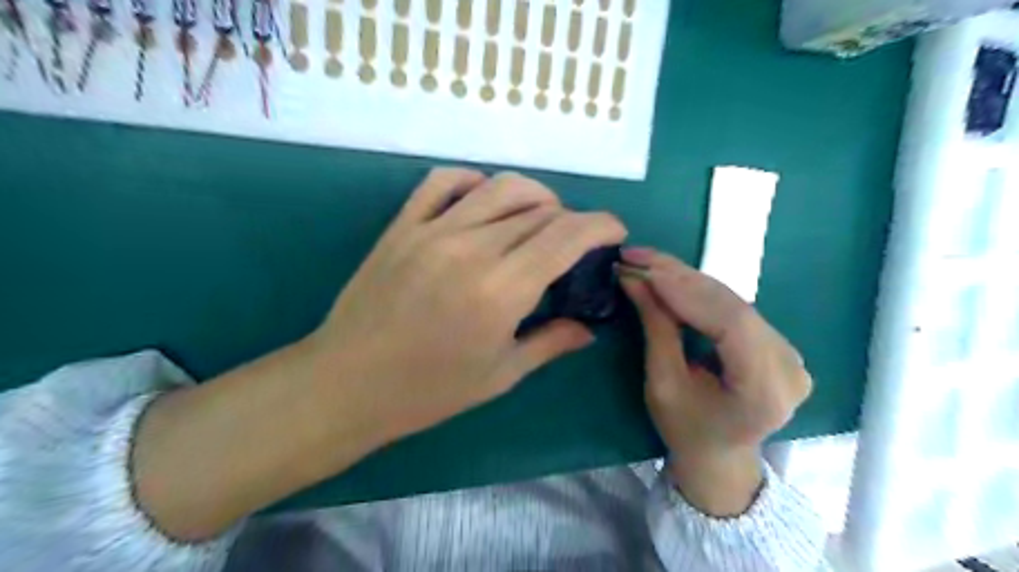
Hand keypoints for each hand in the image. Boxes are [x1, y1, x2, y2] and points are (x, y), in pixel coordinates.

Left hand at [132, 165, 629, 540]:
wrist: (348, 383)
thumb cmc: (428, 390)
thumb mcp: (500, 375)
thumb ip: (551, 343)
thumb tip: (588, 328)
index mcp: (500, 291)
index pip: (566, 236)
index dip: (600, 225)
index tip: (615, 231)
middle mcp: (471, 249)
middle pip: (539, 210)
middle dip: (570, 220)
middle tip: (574, 242)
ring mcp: (432, 230)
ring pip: (500, 187)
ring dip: (534, 196)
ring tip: (540, 218)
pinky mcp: (403, 225)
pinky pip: (444, 181)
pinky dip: (475, 182)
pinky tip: (485, 201)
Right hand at [620, 248, 813, 516]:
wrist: (719, 455)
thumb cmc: (685, 430)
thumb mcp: (662, 384)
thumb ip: (656, 328)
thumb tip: (634, 279)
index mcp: (765, 391)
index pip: (730, 323)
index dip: (685, 291)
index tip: (643, 269)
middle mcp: (789, 366)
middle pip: (732, 305)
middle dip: (679, 277)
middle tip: (637, 257)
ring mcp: (789, 352)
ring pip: (732, 301)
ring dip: (687, 278)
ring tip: (647, 262)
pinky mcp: (778, 343)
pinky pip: (734, 308)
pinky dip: (699, 291)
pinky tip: (671, 277)